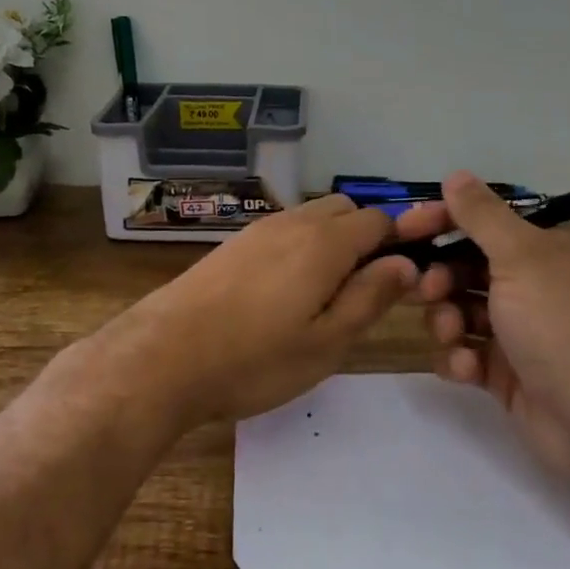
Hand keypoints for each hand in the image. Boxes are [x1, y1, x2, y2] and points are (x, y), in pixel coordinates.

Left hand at [123, 195, 436, 428]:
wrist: (163, 356)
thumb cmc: (255, 359)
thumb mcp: (326, 342)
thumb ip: (370, 297)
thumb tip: (407, 263)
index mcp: (325, 242)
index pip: (379, 220)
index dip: (400, 241)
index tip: (406, 277)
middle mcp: (294, 222)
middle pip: (346, 209)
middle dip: (365, 237)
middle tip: (364, 289)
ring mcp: (258, 229)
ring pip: (312, 217)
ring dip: (332, 241)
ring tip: (325, 295)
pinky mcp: (233, 244)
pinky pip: (283, 230)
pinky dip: (300, 247)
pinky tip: (285, 292)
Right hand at [411, 172, 569, 479]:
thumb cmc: (559, 324)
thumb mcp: (520, 257)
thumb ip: (482, 216)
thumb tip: (456, 175)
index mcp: (546, 252)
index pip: (482, 223)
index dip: (441, 222)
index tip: (404, 230)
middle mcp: (535, 287)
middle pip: (467, 270)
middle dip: (441, 279)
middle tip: (428, 291)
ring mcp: (521, 334)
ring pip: (462, 313)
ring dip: (448, 321)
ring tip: (453, 337)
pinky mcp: (509, 376)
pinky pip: (468, 356)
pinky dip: (460, 360)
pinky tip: (466, 370)